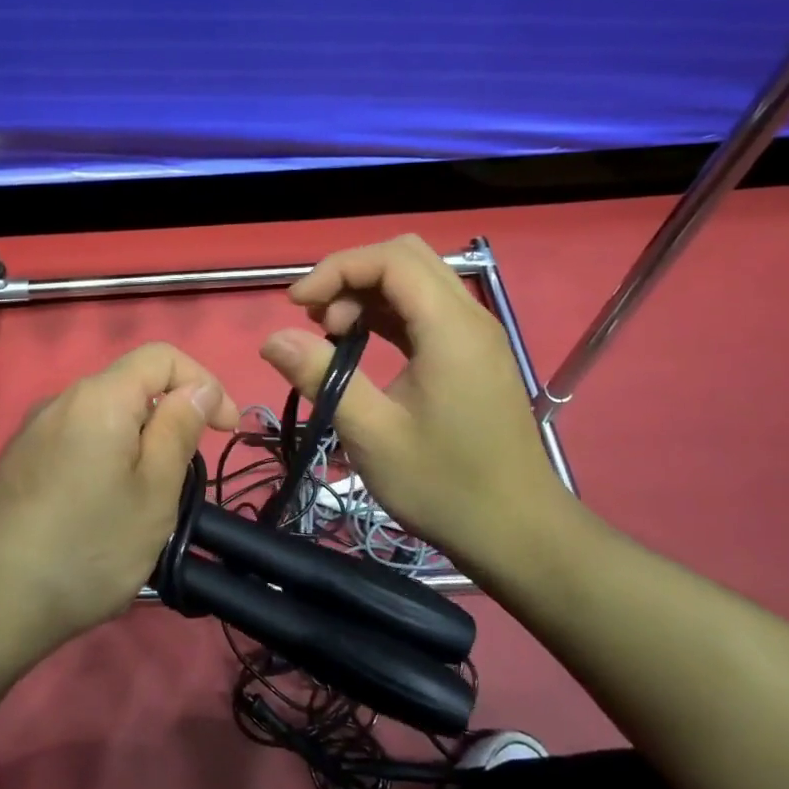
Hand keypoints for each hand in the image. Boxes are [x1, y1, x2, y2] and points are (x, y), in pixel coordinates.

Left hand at [0, 343, 238, 663]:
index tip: (227, 431)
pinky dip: (104, 464)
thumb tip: (197, 387)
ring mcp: (33, 433)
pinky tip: (99, 516)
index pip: (163, 357)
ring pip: (103, 421)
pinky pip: (76, 446)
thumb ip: (179, 429)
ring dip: (137, 448)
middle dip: (169, 421)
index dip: (205, 383)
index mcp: (100, 397)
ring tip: (143, 506)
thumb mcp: (154, 491)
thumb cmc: (87, 546)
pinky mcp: (17, 464)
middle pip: (130, 388)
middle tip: (183, 480)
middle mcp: (61, 401)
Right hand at [259, 236, 587, 588]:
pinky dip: (385, 313)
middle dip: (350, 275)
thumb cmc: (444, 486)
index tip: (295, 306)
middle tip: (315, 320)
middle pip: (405, 257)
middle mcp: (469, 317)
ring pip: (415, 280)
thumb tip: (272, 338)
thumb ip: (322, 377)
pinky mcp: (471, 355)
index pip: (390, 259)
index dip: (336, 269)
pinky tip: (358, 345)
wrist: (517, 531)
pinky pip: (424, 310)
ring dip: (366, 293)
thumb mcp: (372, 434)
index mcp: (450, 328)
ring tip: (330, 336)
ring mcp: (474, 335)